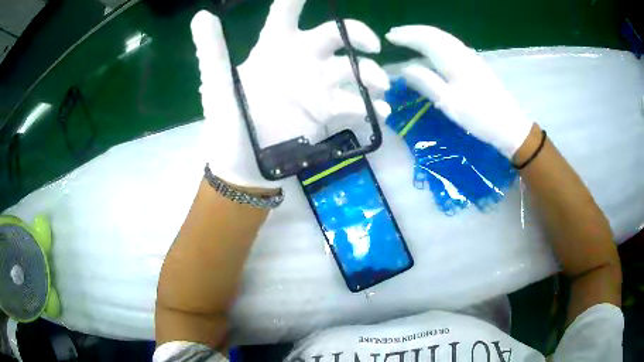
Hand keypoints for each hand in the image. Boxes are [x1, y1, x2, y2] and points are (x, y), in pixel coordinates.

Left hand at [190, 1, 390, 189]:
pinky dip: (369, 106)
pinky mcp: (326, 111)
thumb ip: (212, 51)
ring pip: (350, 69)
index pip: (286, 13)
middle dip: (356, 34)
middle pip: (334, 35)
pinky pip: (353, 103)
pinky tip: (379, 112)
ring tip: (380, 87)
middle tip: (372, 44)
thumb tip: (201, 15)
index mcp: (273, 48)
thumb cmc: (227, 124)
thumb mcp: (217, 86)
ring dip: (369, 74)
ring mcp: (316, 86)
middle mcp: (299, 60)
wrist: (243, 166)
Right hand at [385, 26, 532, 158]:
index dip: (406, 36)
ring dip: (424, 33)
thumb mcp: (450, 103)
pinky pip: (451, 44)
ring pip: (443, 37)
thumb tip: (404, 68)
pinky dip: (436, 40)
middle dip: (413, 31)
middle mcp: (462, 53)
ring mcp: (470, 57)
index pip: (426, 40)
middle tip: (395, 34)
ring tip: (409, 37)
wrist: (510, 125)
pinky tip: (432, 47)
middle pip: (435, 34)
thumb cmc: (480, 116)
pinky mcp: (475, 64)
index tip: (389, 37)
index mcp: (454, 61)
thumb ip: (427, 82)